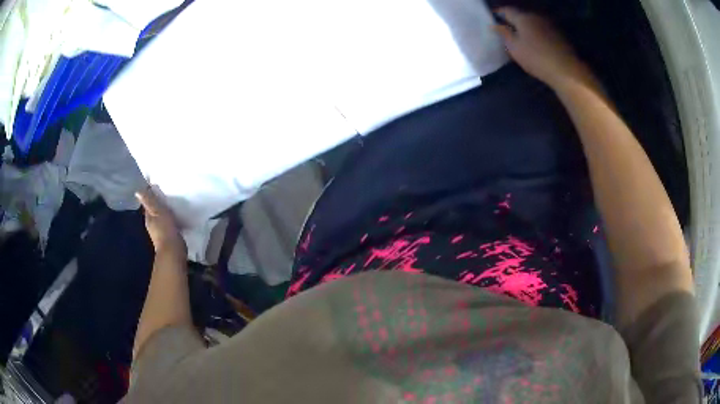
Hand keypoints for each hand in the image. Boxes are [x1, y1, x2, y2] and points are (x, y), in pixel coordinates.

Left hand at [136, 186, 186, 255]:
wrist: (173, 251)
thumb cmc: (165, 229)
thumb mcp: (157, 211)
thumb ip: (150, 201)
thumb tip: (137, 191)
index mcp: (148, 217)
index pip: (147, 204)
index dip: (150, 195)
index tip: (156, 187)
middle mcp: (152, 224)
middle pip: (154, 211)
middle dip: (158, 204)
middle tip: (166, 194)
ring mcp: (160, 232)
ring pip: (161, 218)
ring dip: (165, 212)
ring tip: (172, 204)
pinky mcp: (169, 237)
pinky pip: (169, 224)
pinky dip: (171, 220)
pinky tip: (177, 218)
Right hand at [494, 8, 594, 90]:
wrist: (566, 70)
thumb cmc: (536, 58)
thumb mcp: (514, 48)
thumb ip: (503, 34)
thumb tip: (495, 25)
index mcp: (523, 17)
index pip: (506, 10)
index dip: (498, 13)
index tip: (493, 20)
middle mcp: (536, 16)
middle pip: (521, 15)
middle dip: (513, 21)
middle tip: (506, 30)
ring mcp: (549, 25)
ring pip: (533, 23)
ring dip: (526, 28)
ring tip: (521, 38)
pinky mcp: (559, 35)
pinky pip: (542, 31)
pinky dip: (536, 34)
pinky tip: (536, 45)